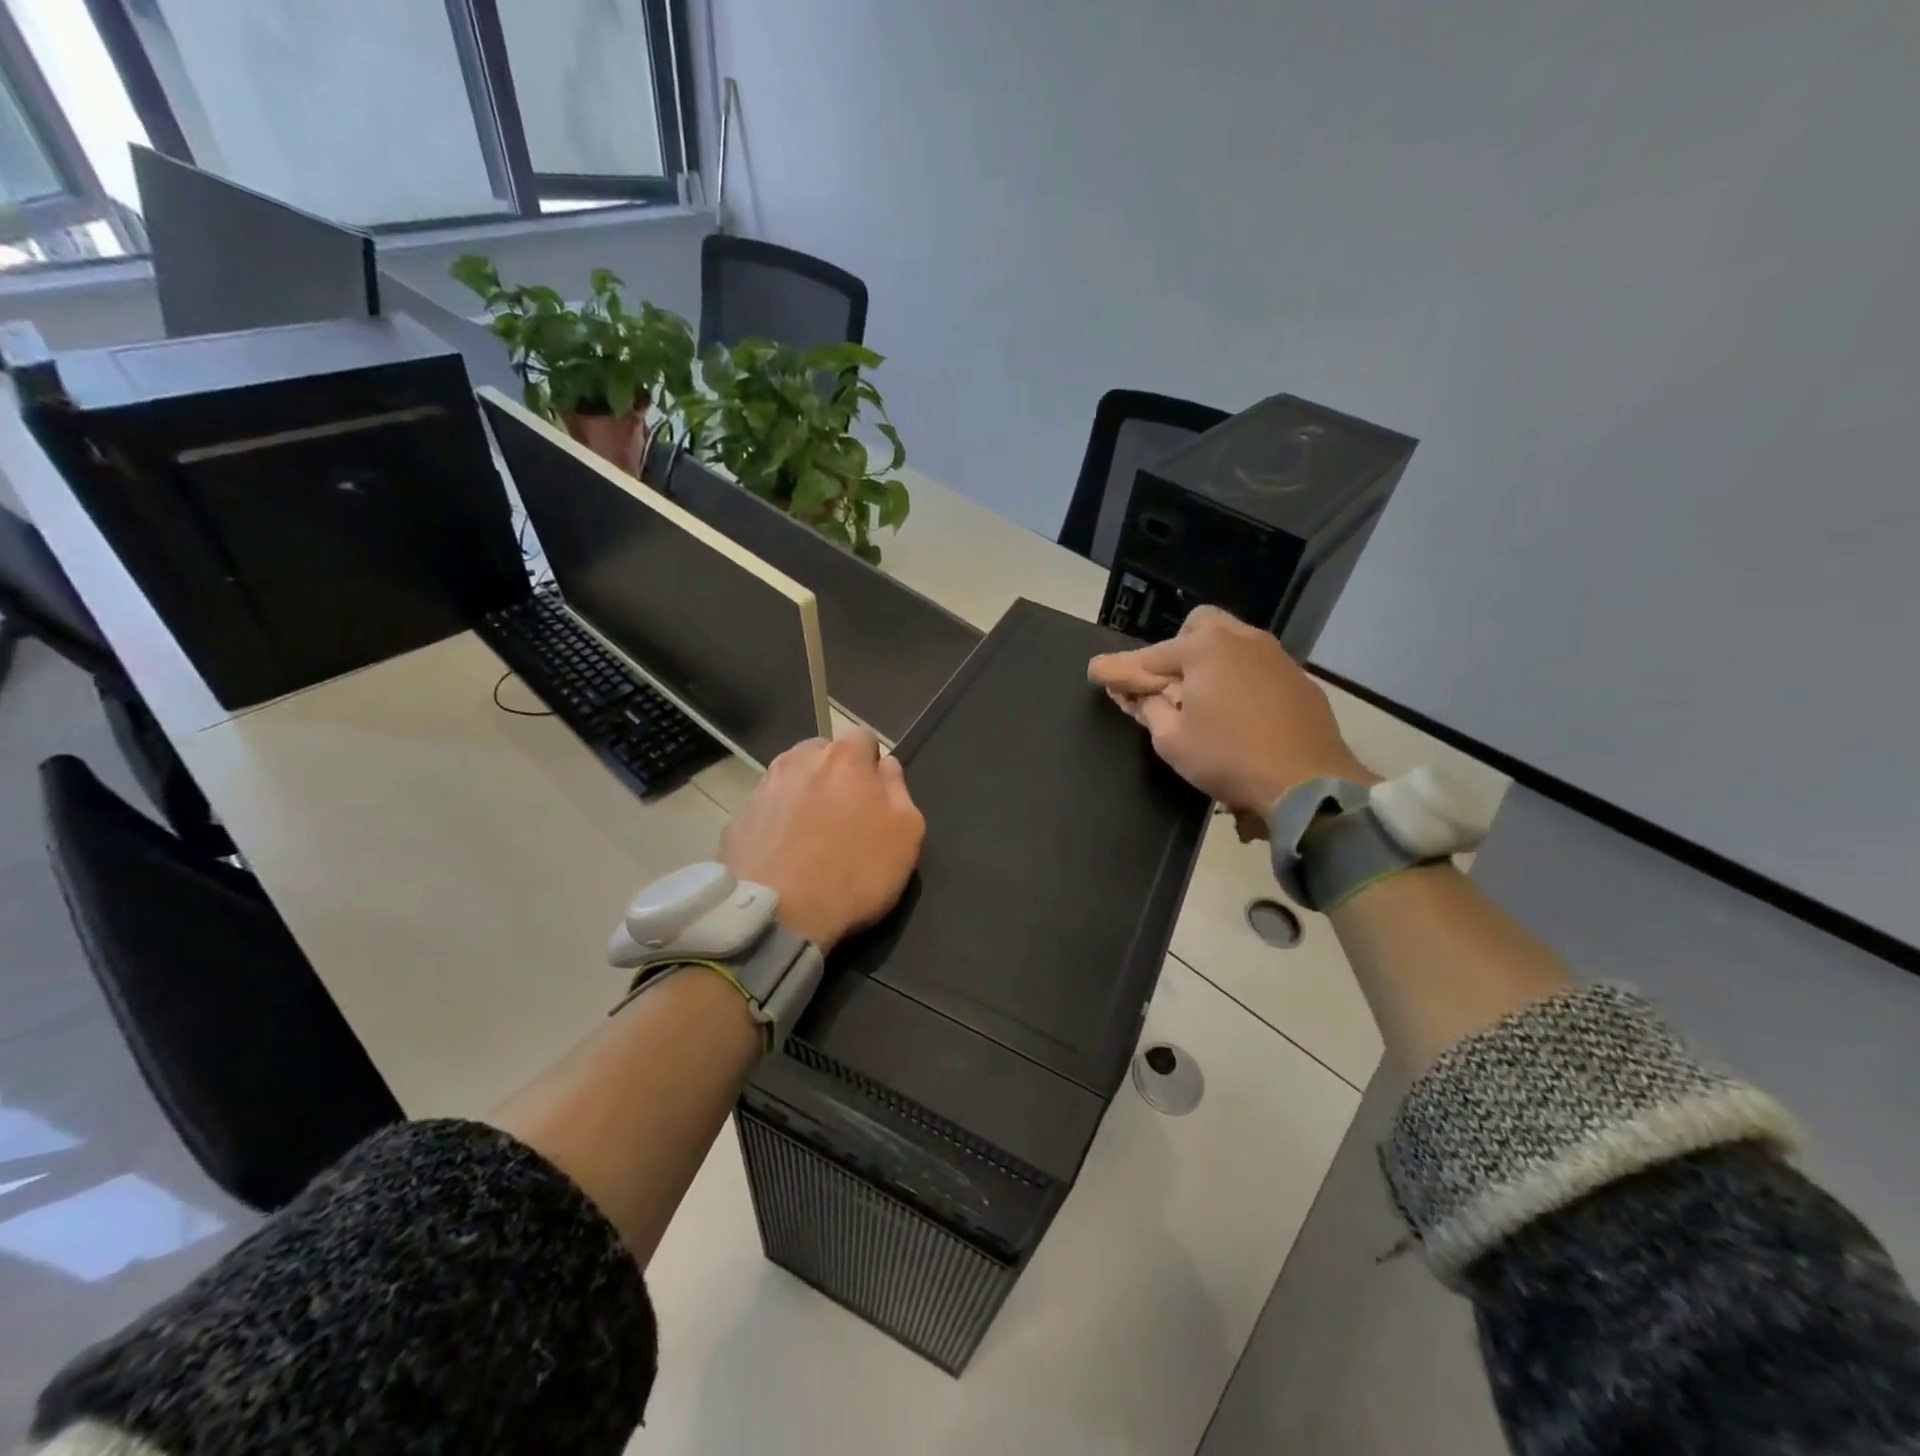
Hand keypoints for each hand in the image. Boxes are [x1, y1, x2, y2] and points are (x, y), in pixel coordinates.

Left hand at [719, 730, 924, 953]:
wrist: (778, 916)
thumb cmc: (855, 872)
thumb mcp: (907, 833)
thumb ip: (899, 789)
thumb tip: (885, 766)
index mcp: (844, 757)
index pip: (864, 737)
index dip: (873, 764)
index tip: (876, 795)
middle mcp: (798, 760)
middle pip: (822, 753)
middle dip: (835, 774)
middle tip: (844, 815)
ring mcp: (763, 788)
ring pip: (791, 778)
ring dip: (804, 795)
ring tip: (811, 836)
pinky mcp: (737, 819)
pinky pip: (767, 809)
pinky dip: (777, 822)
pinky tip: (785, 854)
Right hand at [1088, 606, 1374, 829]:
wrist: (1307, 781)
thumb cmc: (1229, 758)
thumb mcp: (1172, 740)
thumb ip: (1149, 709)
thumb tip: (1138, 694)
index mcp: (1204, 649)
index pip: (1149, 656)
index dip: (1120, 669)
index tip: (1097, 672)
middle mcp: (1241, 639)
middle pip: (1199, 626)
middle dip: (1177, 649)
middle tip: (1170, 685)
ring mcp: (1275, 656)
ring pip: (1233, 641)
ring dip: (1211, 661)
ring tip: (1205, 697)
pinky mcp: (1298, 678)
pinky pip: (1259, 665)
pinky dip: (1241, 677)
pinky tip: (1241, 710)